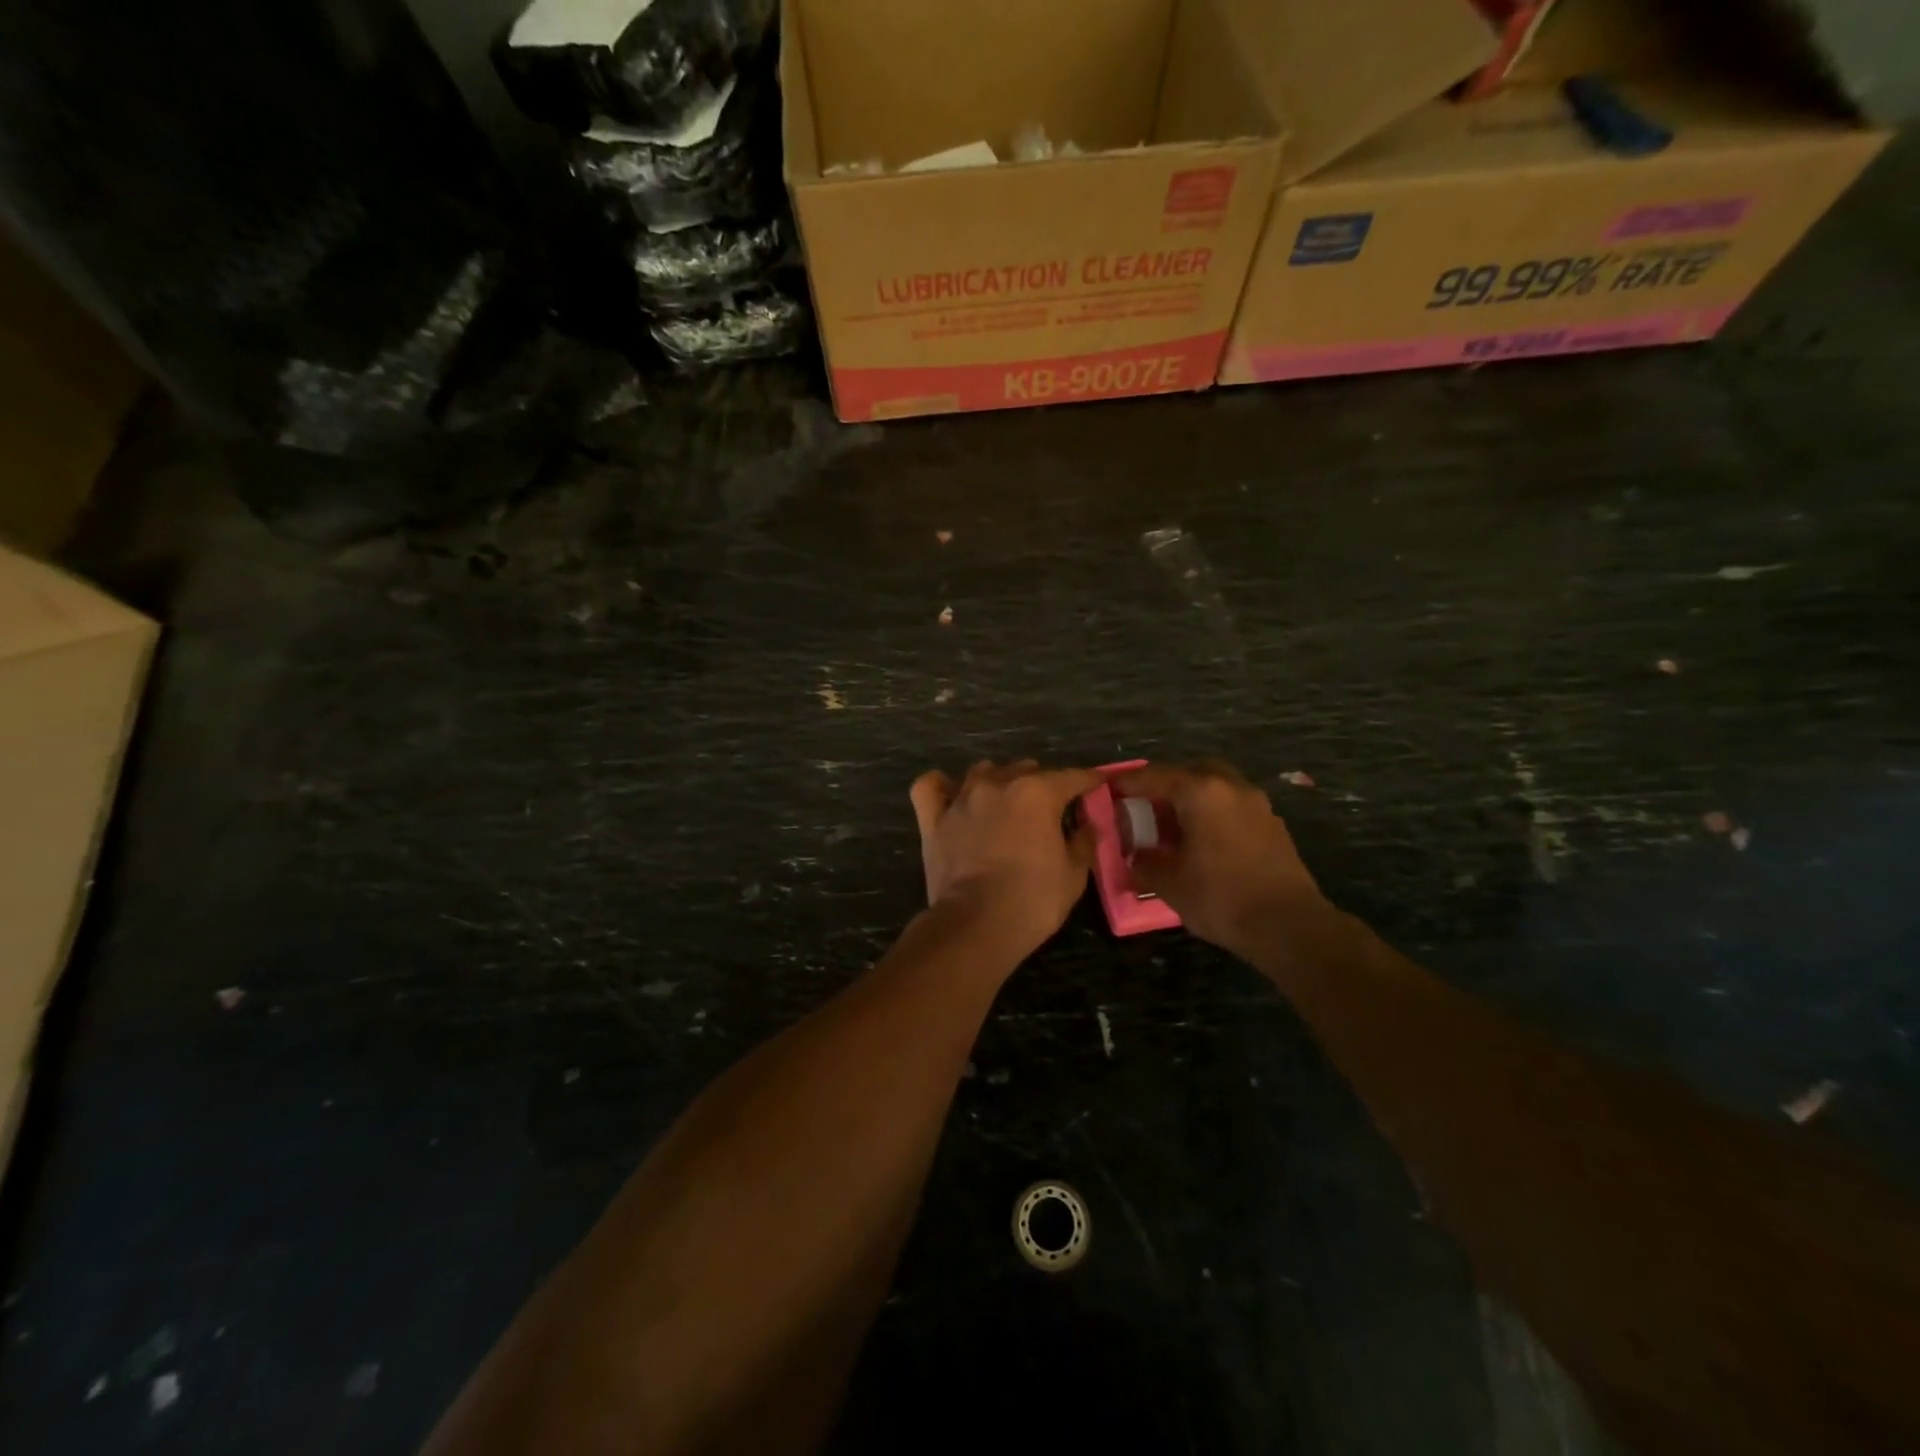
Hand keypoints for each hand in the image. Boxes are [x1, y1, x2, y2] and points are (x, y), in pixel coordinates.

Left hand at [910, 760, 1098, 953]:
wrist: (975, 924)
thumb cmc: (1033, 899)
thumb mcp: (1073, 874)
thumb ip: (1083, 842)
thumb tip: (1088, 825)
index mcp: (1037, 792)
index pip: (1071, 777)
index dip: (1088, 780)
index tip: (1098, 783)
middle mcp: (998, 784)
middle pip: (1026, 770)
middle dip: (1043, 783)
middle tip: (1051, 809)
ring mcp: (961, 798)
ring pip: (983, 771)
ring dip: (999, 781)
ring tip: (1006, 801)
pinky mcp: (933, 818)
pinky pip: (931, 787)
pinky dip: (943, 787)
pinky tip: (952, 795)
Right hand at [1114, 761, 1325, 953]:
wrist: (1289, 926)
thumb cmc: (1221, 897)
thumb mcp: (1169, 883)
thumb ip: (1145, 861)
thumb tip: (1136, 854)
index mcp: (1201, 793)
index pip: (1155, 776)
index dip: (1129, 782)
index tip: (1110, 788)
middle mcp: (1231, 788)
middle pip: (1192, 772)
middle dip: (1168, 784)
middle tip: (1149, 805)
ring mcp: (1258, 806)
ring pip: (1218, 788)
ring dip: (1195, 799)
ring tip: (1176, 826)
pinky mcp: (1274, 827)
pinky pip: (1235, 808)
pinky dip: (1215, 815)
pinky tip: (1205, 842)